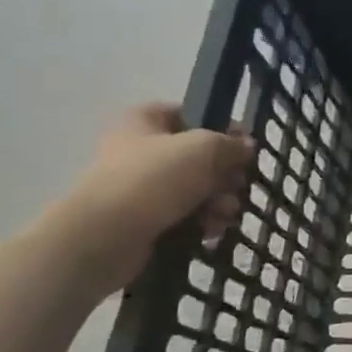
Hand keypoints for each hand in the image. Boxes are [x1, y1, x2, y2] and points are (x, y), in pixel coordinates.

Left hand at [49, 103, 253, 294]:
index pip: (188, 113)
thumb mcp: (204, 148)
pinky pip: (186, 215)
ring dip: (219, 201)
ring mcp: (141, 187)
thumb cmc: (154, 179)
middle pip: (199, 156)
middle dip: (225, 174)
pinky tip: (210, 230)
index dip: (220, 127)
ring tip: (223, 214)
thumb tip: (246, 147)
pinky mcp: (145, 219)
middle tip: (236, 185)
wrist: (104, 237)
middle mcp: (140, 150)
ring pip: (197, 188)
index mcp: (143, 122)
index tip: (244, 146)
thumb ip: (231, 144)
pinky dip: (203, 221)